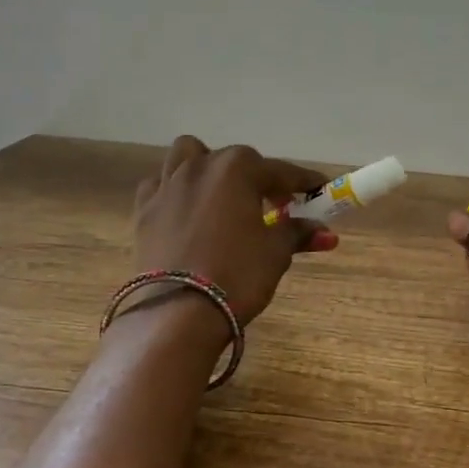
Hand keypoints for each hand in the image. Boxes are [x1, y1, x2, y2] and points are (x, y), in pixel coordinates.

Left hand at [132, 136, 333, 325]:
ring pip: (188, 156)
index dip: (304, 182)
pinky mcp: (144, 209)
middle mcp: (201, 166)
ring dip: (208, 167)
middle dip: (259, 179)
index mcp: (238, 169)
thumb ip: (298, 233)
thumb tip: (324, 231)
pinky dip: (175, 189)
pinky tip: (186, 209)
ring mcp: (167, 184)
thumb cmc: (237, 275)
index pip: (282, 171)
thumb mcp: (276, 252)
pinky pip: (160, 184)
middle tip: (275, 206)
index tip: (320, 190)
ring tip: (221, 193)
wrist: (178, 311)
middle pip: (236, 161)